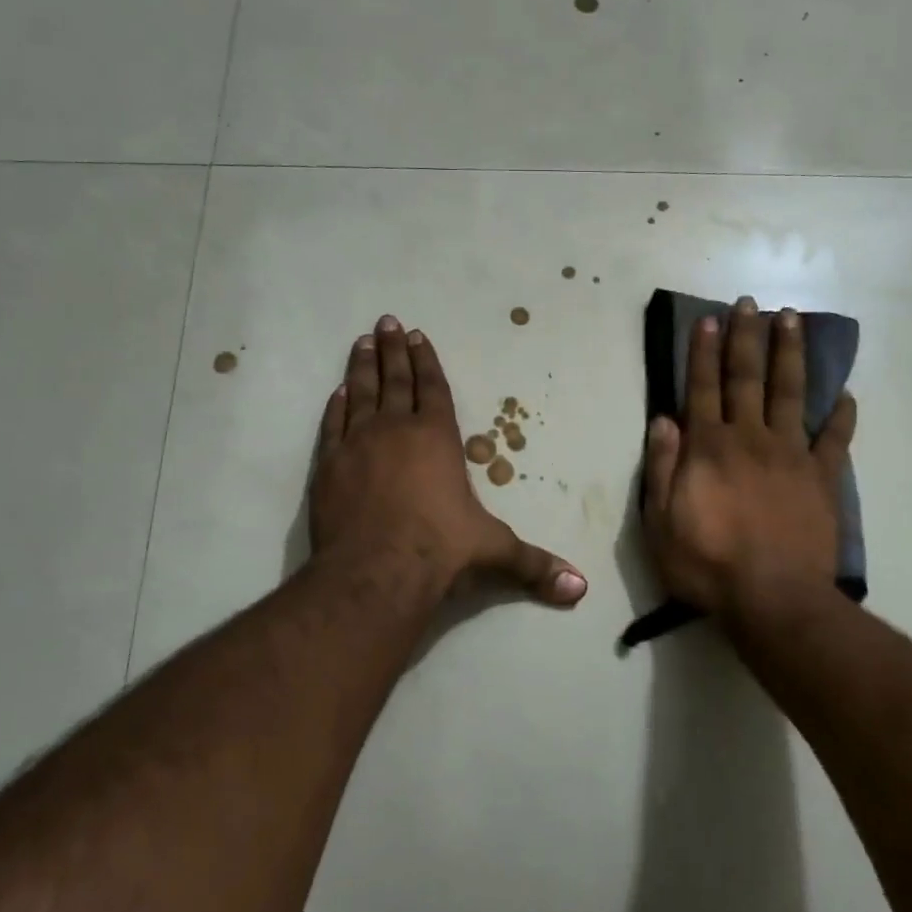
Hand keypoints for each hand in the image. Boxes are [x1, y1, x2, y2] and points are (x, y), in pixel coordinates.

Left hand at [311, 315, 587, 606]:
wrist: (375, 572)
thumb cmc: (440, 551)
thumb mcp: (494, 552)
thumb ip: (534, 565)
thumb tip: (581, 589)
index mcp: (437, 438)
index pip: (434, 389)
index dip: (427, 362)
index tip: (418, 336)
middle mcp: (397, 430)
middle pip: (395, 380)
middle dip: (393, 350)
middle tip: (386, 321)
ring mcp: (358, 445)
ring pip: (361, 393)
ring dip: (363, 367)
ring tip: (362, 342)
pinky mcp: (329, 466)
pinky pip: (334, 425)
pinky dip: (336, 406)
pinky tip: (338, 392)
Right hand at [642, 296, 856, 631]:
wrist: (773, 599)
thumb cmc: (707, 565)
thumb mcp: (660, 522)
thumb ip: (660, 468)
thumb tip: (663, 420)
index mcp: (709, 448)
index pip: (703, 389)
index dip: (705, 353)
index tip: (710, 320)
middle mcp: (750, 439)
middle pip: (747, 379)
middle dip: (747, 338)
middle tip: (751, 303)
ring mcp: (791, 455)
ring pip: (791, 394)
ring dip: (790, 355)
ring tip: (793, 320)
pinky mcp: (822, 478)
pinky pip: (835, 439)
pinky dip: (842, 416)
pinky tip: (846, 394)